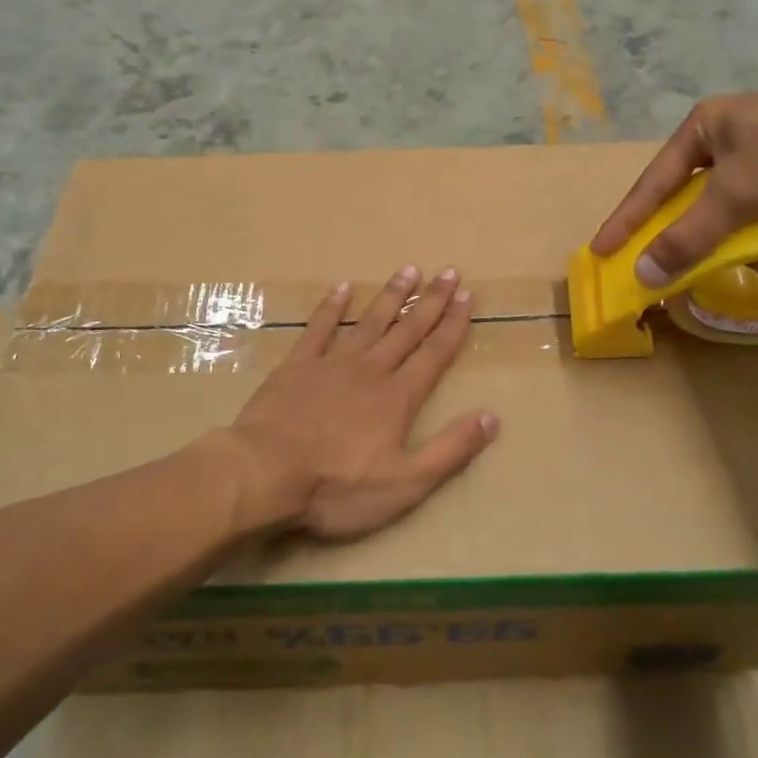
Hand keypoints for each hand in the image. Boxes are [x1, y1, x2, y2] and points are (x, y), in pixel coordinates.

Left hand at [225, 267, 498, 541]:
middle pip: (407, 330)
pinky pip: (318, 328)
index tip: (467, 297)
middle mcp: (370, 370)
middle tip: (448, 272)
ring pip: (368, 322)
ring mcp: (331, 364)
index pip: (434, 354)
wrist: (265, 475)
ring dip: (391, 296)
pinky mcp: (296, 367)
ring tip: (408, 270)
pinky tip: (342, 288)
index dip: (453, 325)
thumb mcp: (405, 483)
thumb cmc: (337, 487)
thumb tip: (491, 417)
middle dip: (430, 301)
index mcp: (397, 398)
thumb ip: (450, 450)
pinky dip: (331, 307)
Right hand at [592, 75, 757, 285]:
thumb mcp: (735, 196)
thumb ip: (688, 237)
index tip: (602, 251)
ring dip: (755, 247)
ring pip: (739, 213)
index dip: (626, 220)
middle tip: (698, 270)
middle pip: (699, 203)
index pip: (652, 184)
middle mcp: (728, 136)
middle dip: (710, 242)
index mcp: (702, 128)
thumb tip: (643, 274)